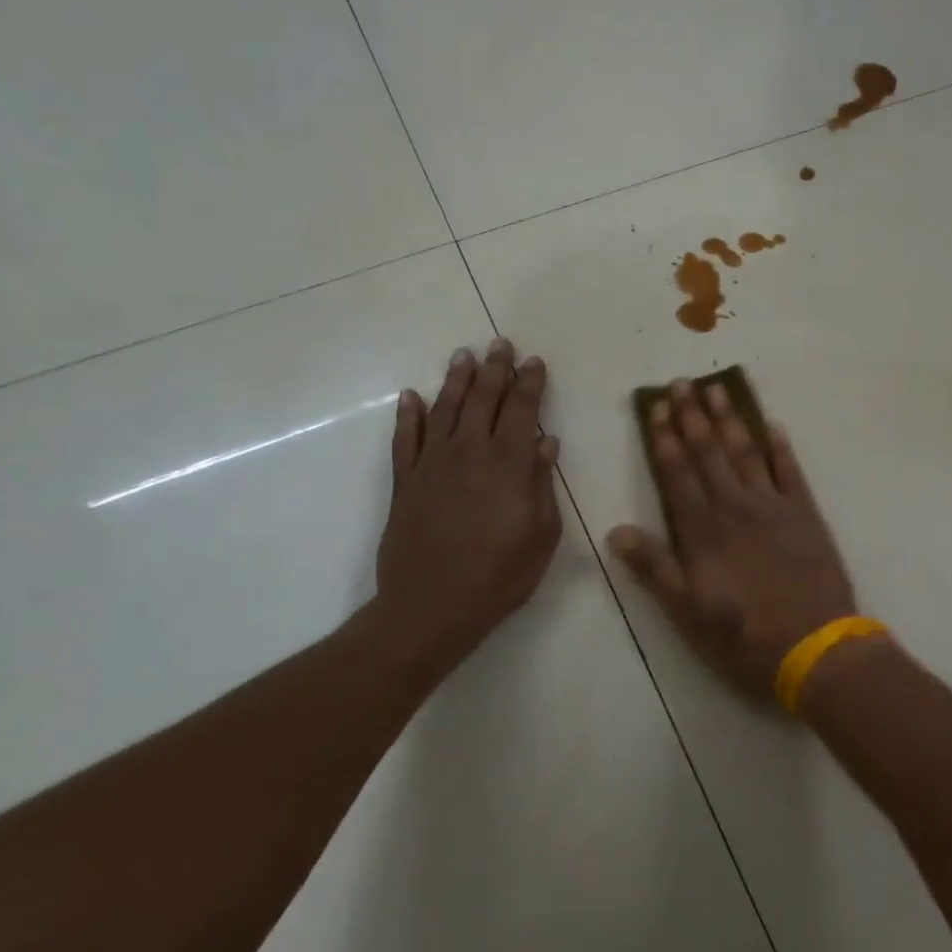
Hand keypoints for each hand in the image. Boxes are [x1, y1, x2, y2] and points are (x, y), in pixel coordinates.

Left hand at [373, 338, 561, 676]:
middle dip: (495, 369)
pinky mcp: (404, 482)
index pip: (522, 410)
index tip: (534, 362)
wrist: (429, 608)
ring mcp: (431, 464)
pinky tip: (410, 396)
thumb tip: (547, 443)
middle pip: (483, 399)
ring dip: (456, 380)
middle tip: (500, 343)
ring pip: (444, 409)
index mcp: (508, 464)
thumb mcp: (541, 535)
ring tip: (464, 356)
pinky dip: (408, 415)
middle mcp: (469, 452)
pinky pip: (405, 439)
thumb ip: (542, 484)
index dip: (530, 383)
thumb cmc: (499, 577)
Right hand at [608, 380, 858, 703]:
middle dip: (693, 416)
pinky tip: (773, 424)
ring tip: (717, 389)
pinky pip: (791, 471)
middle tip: (682, 382)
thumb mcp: (687, 612)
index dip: (665, 439)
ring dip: (731, 419)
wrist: (814, 647)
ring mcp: (774, 507)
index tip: (657, 407)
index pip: (678, 473)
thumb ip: (654, 568)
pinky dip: (781, 447)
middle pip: (710, 453)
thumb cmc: (743, 636)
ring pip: (747, 453)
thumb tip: (617, 531)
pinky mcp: (806, 515)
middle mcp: (736, 507)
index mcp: (704, 530)